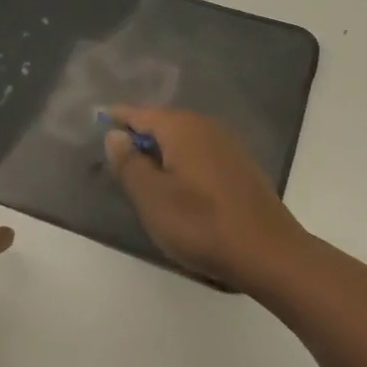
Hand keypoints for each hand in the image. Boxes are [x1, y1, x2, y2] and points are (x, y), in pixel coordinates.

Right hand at [103, 108, 308, 291]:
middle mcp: (205, 126)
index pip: (138, 113)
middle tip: (116, 160)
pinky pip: (200, 155)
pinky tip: (179, 188)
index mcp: (181, 127)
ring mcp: (228, 145)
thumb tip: (115, 135)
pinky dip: (183, 164)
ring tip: (144, 177)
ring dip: (161, 153)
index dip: (115, 119)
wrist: (269, 254)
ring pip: (182, 141)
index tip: (96, 124)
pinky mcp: (241, 167)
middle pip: (162, 124)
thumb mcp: (151, 197)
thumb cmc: (201, 224)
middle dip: (138, 138)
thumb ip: (128, 162)